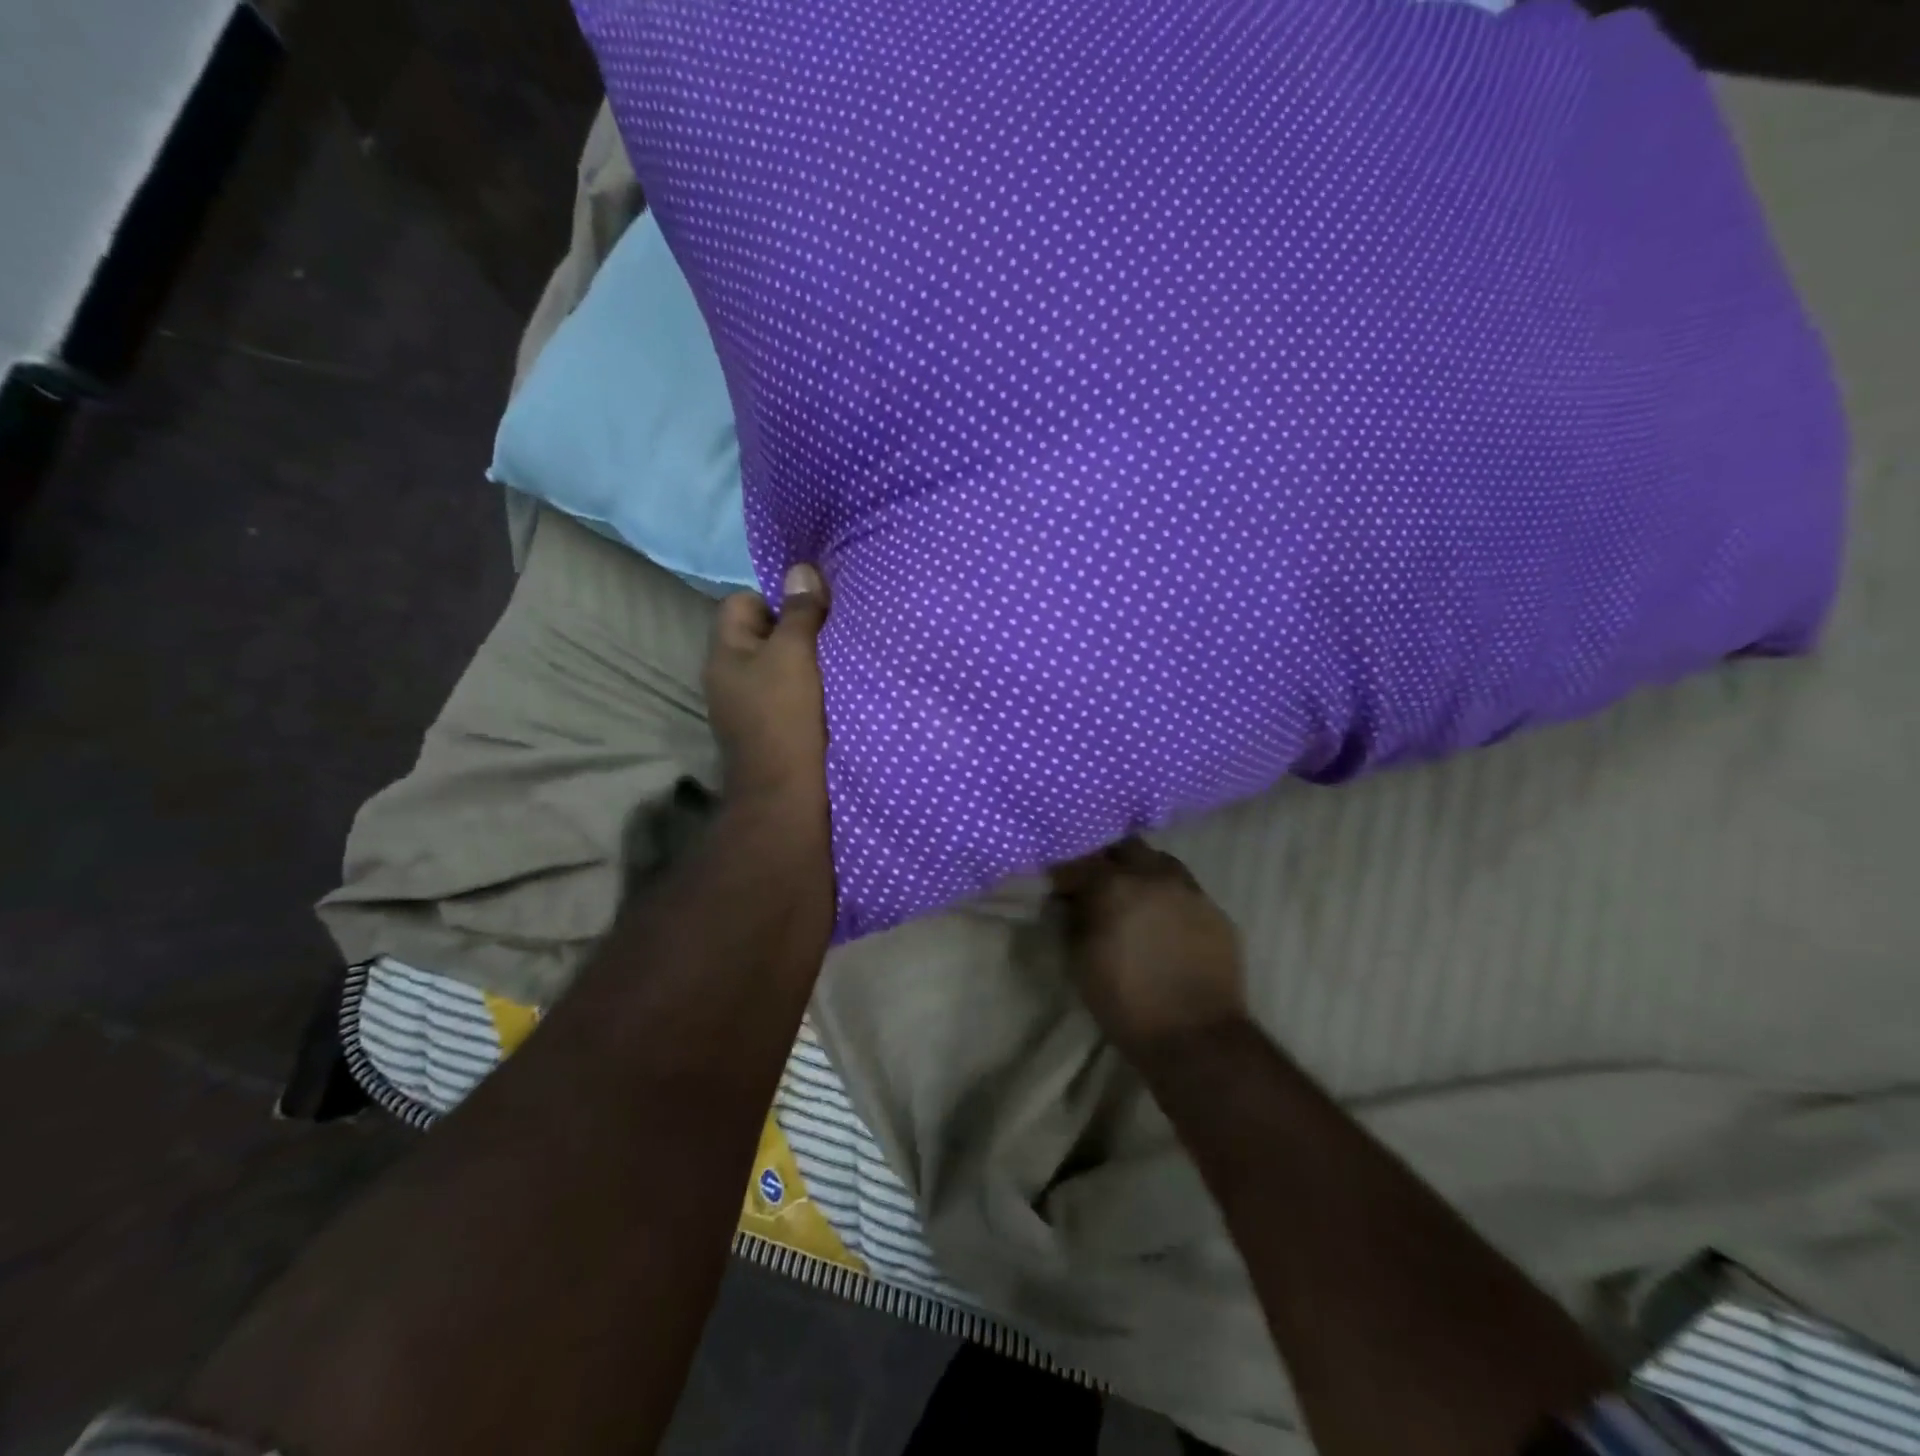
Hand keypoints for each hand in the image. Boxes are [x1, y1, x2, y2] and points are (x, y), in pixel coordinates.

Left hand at [704, 564, 830, 829]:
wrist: (788, 797)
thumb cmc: (787, 716)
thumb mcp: (795, 654)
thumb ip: (800, 612)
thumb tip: (800, 568)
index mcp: (725, 653)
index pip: (743, 602)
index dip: (777, 599)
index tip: (813, 613)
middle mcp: (729, 678)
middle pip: (764, 635)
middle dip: (797, 631)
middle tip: (832, 636)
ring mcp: (747, 709)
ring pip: (779, 668)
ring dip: (806, 664)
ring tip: (837, 665)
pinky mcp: (770, 733)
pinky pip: (788, 696)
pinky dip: (808, 693)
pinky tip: (832, 697)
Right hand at [1050, 838, 1245, 1059]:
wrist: (1194, 1037)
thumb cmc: (1125, 1002)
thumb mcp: (1080, 960)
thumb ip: (1074, 918)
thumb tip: (1071, 899)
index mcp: (1114, 886)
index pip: (1081, 860)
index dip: (1067, 872)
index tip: (1060, 886)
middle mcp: (1154, 876)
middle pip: (1125, 848)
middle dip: (1108, 861)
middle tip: (1098, 885)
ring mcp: (1190, 890)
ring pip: (1161, 862)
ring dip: (1142, 872)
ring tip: (1135, 898)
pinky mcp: (1215, 910)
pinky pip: (1186, 889)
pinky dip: (1169, 897)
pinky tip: (1165, 921)